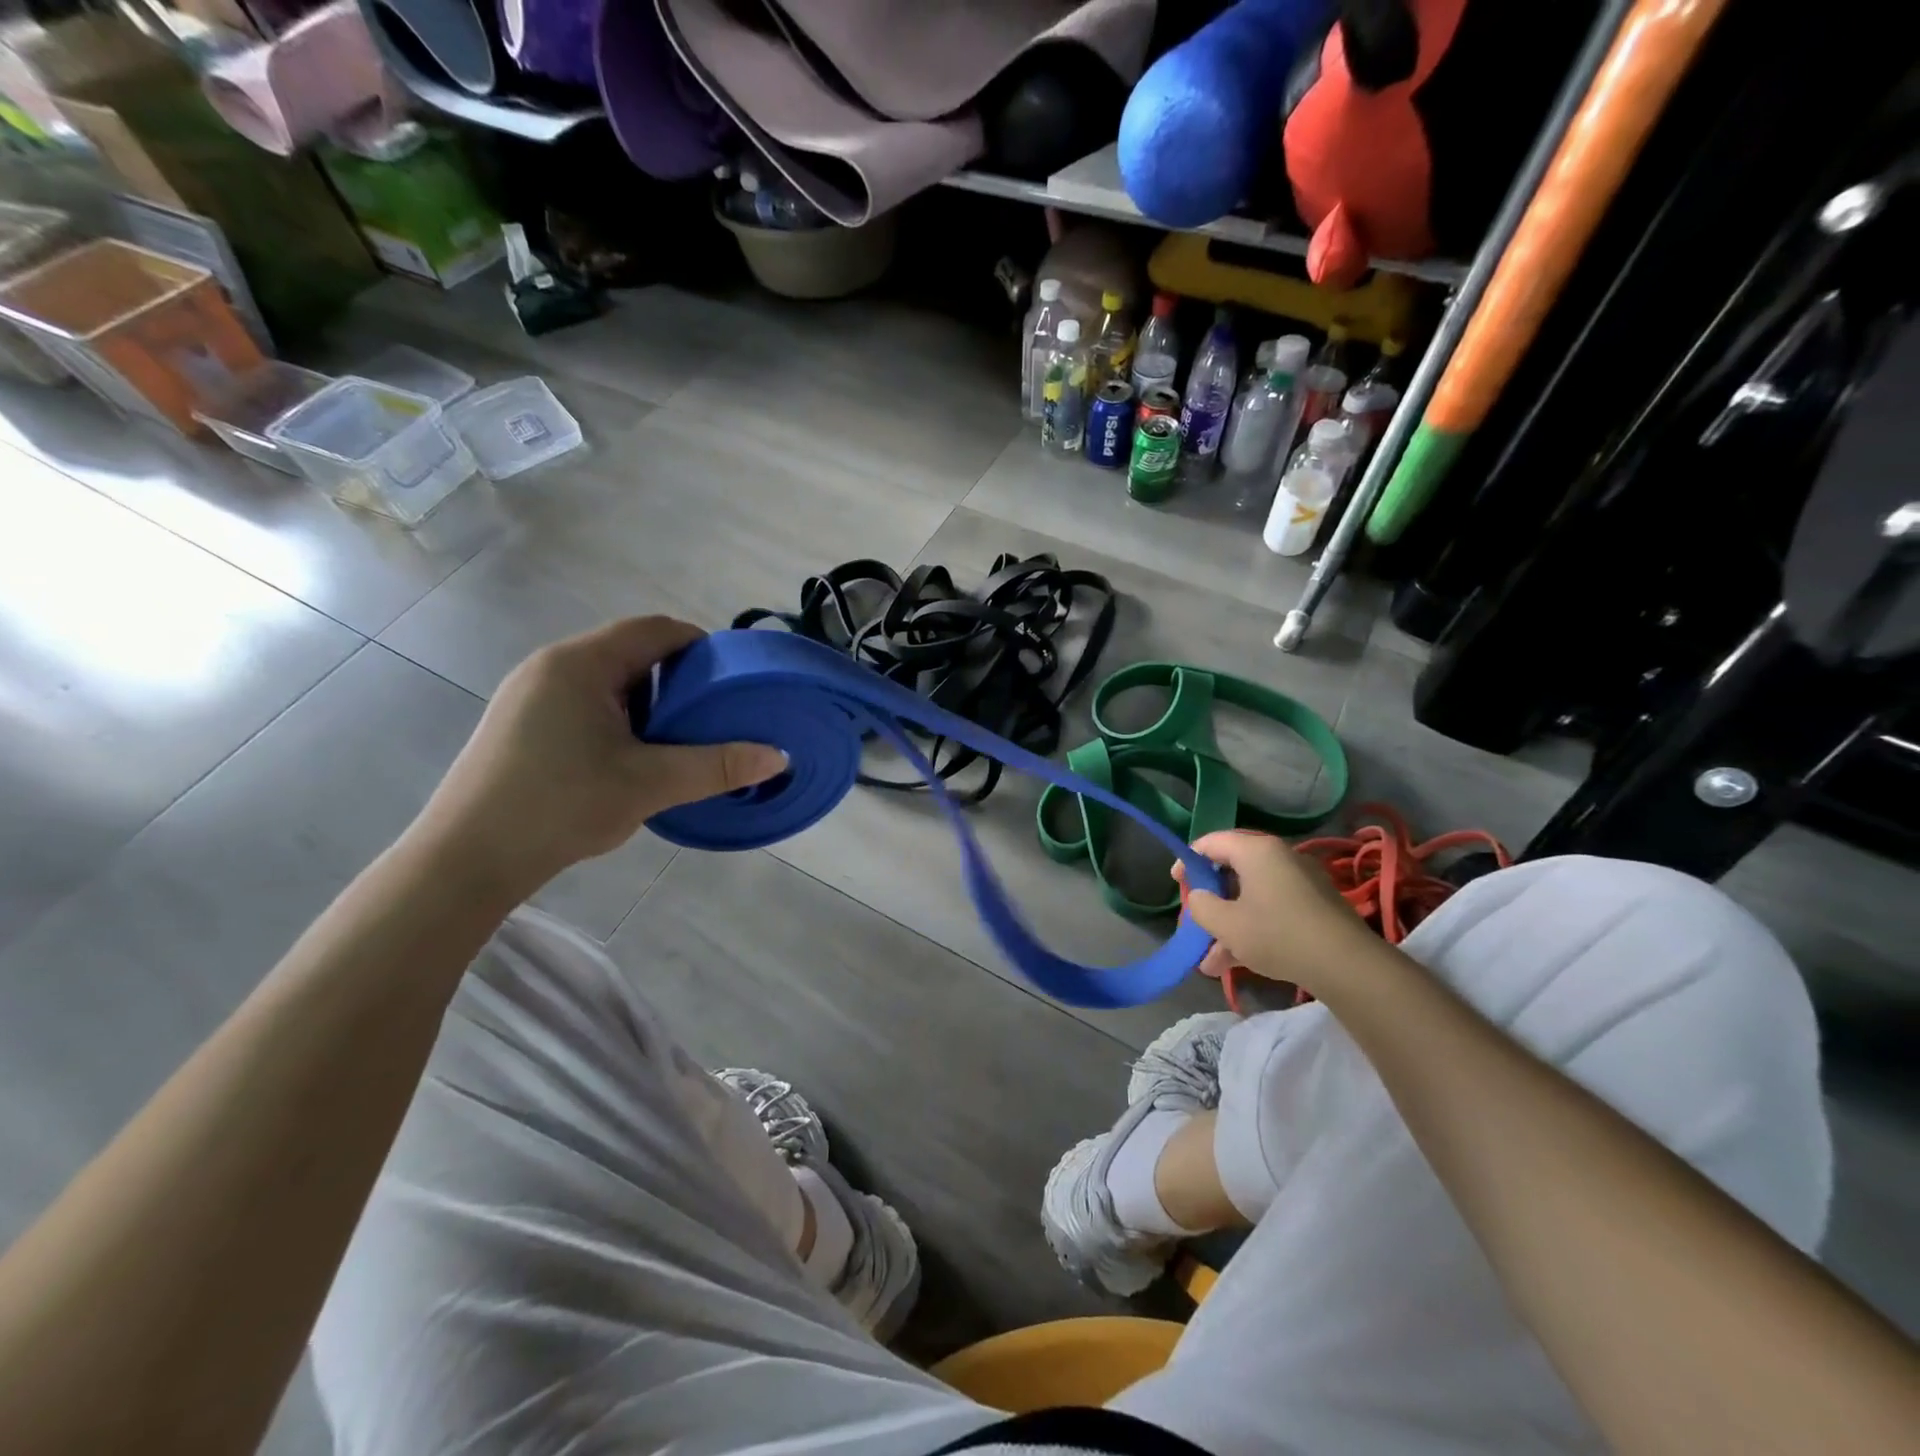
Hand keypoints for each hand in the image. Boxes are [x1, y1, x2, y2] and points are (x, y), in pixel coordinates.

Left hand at [411, 617, 785, 903]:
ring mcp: (530, 694)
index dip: (701, 646)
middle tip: (714, 715)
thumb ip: (716, 766)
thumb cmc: (560, 806)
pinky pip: (585, 702)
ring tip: (679, 739)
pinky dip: (620, 717)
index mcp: (581, 664)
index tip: (733, 679)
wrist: (465, 859)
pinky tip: (632, 757)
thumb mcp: (649, 785)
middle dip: (679, 678)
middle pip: (632, 652)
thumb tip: (778, 757)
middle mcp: (552, 666)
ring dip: (649, 701)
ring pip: (608, 680)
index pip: (655, 630)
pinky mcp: (521, 723)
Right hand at [1177, 830, 1371, 996]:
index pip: (1212, 842)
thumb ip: (1201, 906)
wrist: (1347, 964)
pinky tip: (1235, 964)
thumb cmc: (1277, 934)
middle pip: (1233, 871)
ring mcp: (1300, 882)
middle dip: (1210, 901)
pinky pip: (1272, 909)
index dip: (1189, 860)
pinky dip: (1252, 929)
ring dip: (1228, 925)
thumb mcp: (1226, 923)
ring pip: (1251, 897)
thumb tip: (1200, 899)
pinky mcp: (1314, 906)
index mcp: (1256, 850)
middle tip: (1195, 921)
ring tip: (1210, 963)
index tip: (1177, 883)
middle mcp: (1279, 857)